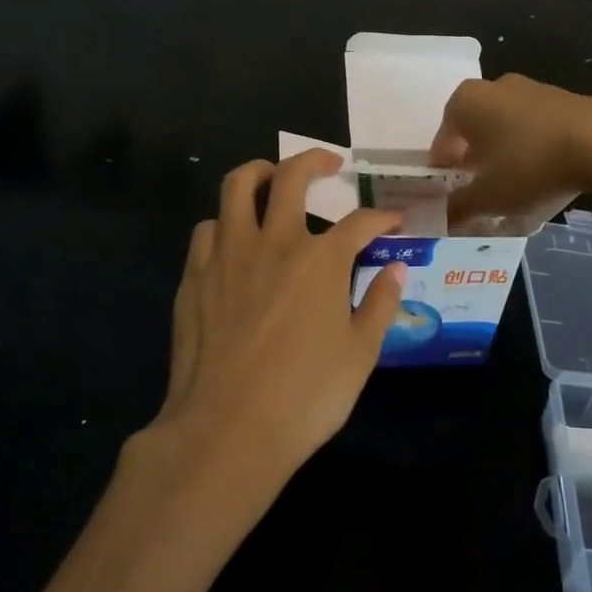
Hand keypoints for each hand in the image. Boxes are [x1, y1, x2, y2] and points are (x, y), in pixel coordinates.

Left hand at [150, 149, 404, 486]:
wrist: (226, 431)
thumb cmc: (305, 396)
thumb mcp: (361, 354)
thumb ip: (381, 303)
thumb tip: (396, 269)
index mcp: (321, 260)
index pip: (361, 222)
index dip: (383, 218)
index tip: (394, 222)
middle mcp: (275, 243)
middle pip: (292, 176)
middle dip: (316, 159)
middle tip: (329, 163)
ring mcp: (228, 255)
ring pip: (237, 187)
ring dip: (259, 173)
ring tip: (271, 178)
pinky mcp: (195, 277)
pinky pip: (208, 229)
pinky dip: (225, 224)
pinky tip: (234, 241)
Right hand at [430, 74, 591, 229]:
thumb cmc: (528, 165)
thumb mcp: (487, 197)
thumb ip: (459, 207)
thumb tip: (441, 218)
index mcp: (464, 103)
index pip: (442, 142)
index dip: (444, 173)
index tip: (452, 197)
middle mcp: (493, 88)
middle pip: (475, 131)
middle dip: (475, 162)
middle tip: (482, 192)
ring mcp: (530, 89)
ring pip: (507, 129)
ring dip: (506, 155)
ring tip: (516, 188)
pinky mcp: (562, 99)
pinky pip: (535, 128)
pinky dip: (533, 150)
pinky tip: (545, 175)